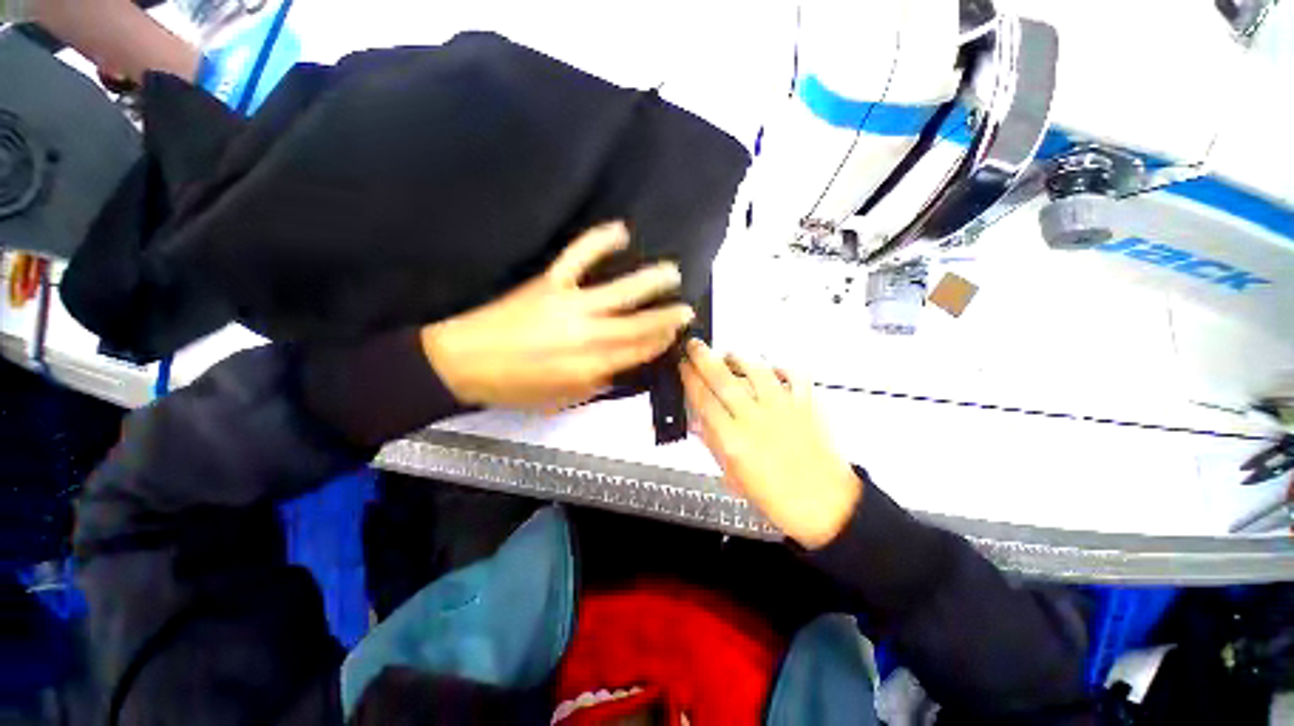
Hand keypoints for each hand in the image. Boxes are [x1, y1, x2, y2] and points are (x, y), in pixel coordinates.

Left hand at [422, 221, 694, 410]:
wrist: (463, 362)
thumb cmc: (514, 387)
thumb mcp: (561, 399)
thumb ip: (596, 384)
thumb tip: (621, 368)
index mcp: (591, 366)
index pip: (638, 351)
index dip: (660, 342)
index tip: (674, 333)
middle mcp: (589, 335)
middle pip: (639, 324)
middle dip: (667, 316)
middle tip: (687, 308)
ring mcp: (570, 304)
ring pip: (621, 291)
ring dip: (651, 281)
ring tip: (673, 272)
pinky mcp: (550, 282)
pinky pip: (579, 256)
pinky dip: (600, 240)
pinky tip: (621, 231)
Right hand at [681, 339, 861, 548]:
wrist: (825, 506)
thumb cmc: (776, 498)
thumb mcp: (733, 476)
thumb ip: (713, 444)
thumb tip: (698, 421)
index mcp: (734, 441)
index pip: (703, 399)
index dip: (689, 378)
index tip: (683, 365)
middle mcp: (756, 419)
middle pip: (723, 378)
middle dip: (704, 357)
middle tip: (694, 344)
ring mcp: (783, 408)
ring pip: (756, 369)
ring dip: (738, 357)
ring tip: (728, 354)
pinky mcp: (807, 404)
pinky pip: (794, 374)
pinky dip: (780, 366)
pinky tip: (770, 368)